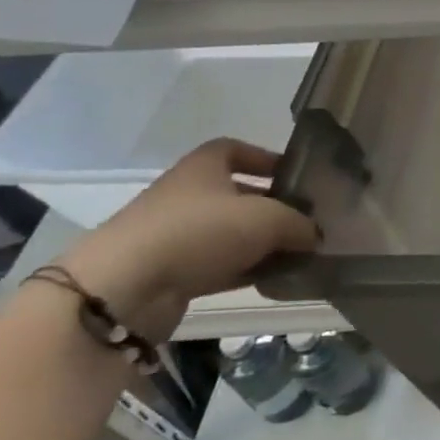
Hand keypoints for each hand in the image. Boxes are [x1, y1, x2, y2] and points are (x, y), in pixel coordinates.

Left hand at [51, 139, 317, 342]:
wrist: (123, 289)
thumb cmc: (198, 232)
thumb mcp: (267, 219)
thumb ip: (299, 223)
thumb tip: (315, 234)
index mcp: (203, 167)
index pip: (234, 149)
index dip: (264, 158)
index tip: (294, 175)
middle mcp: (187, 196)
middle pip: (237, 194)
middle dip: (273, 207)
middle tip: (308, 220)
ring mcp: (175, 236)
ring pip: (230, 233)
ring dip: (263, 243)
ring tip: (300, 254)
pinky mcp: (170, 273)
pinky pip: (219, 266)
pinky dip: (247, 270)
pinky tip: (276, 279)